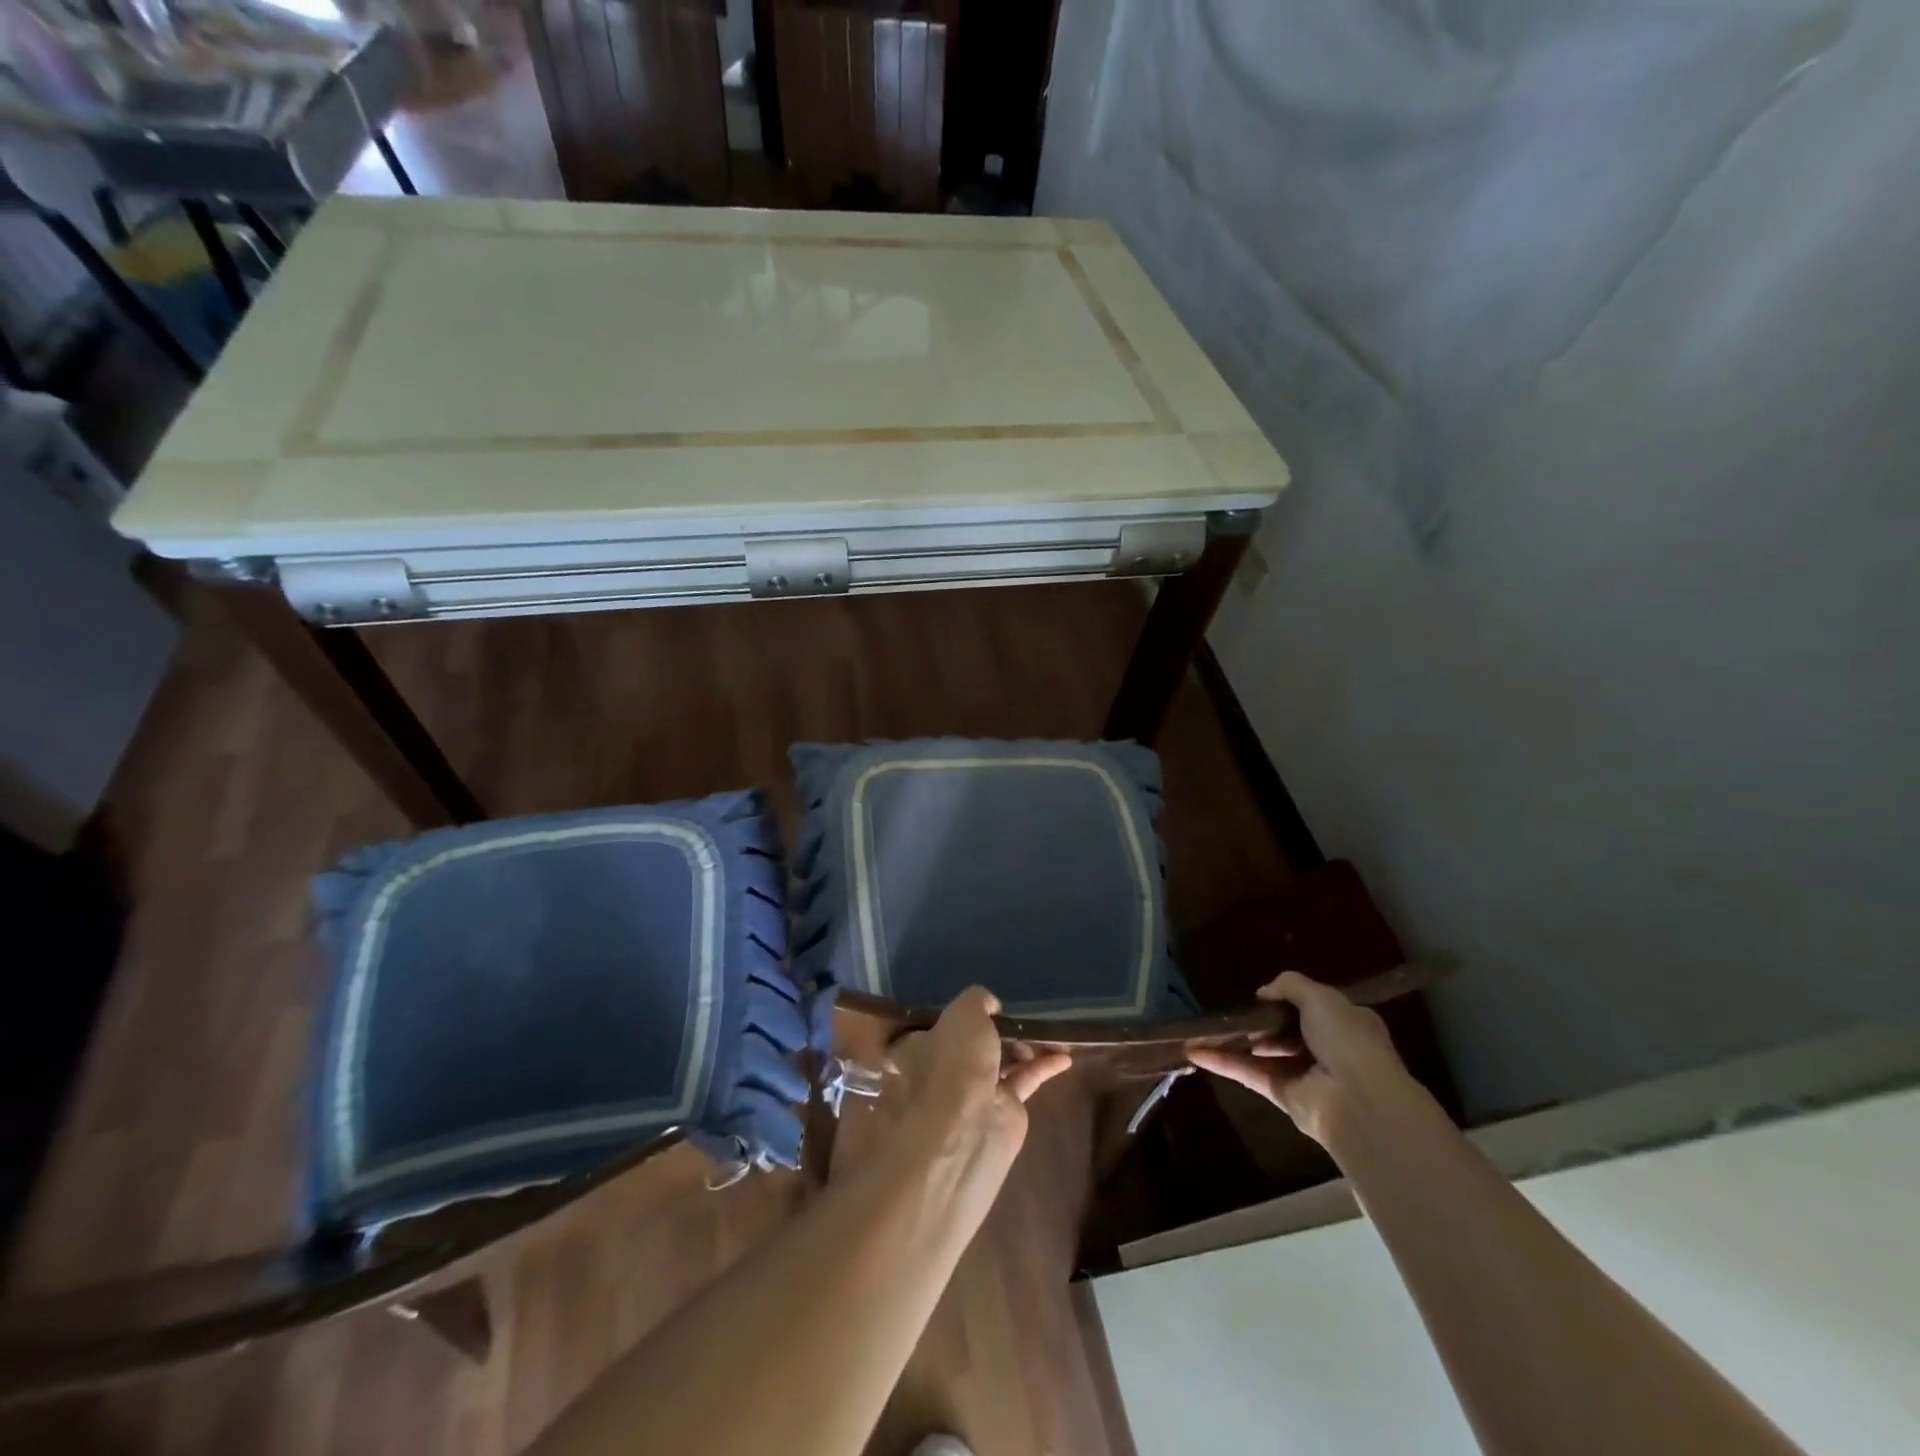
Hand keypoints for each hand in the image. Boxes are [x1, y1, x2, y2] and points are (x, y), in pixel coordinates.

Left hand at [887, 987, 1071, 1180]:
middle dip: (997, 1027)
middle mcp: (944, 1068)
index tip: (983, 1002)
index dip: (959, 1012)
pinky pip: (1026, 1079)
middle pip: (974, 1041)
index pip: (937, 1023)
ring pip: (1003, 1058)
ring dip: (1026, 1043)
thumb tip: (991, 1006)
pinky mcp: (1004, 1109)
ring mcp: (974, 1091)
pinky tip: (1065, 1055)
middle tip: (1022, 1013)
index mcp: (920, 1046)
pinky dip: (1044, 1065)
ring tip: (1050, 1029)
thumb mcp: (963, 1013)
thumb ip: (978, 1000)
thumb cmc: (953, 1065)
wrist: (966, 1134)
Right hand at [1187, 971, 1419, 1150]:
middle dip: (1260, 1020)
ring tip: (1205, 1027)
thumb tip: (1263, 992)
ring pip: (1264, 1052)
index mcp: (1346, 1023)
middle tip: (1232, 1010)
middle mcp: (1327, 1048)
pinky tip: (1195, 1051)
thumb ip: (1290, 985)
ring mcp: (1304, 1073)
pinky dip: (1224, 1063)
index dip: (1288, 999)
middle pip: (1286, 1030)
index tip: (1262, 994)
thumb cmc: (1347, 1040)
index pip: (1314, 1006)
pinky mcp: (1283, 1095)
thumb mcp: (1321, 997)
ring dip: (1236, 1040)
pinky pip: (1250, 1074)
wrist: (1358, 1101)